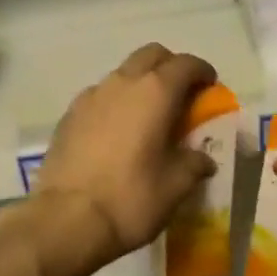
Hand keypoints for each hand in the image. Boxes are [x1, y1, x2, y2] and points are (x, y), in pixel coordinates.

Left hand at [31, 44, 217, 275]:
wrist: (65, 220)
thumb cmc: (131, 199)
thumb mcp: (176, 186)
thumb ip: (194, 164)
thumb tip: (202, 159)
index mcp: (156, 92)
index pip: (186, 64)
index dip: (202, 72)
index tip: (210, 87)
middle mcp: (123, 83)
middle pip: (151, 55)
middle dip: (170, 67)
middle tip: (181, 94)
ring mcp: (91, 96)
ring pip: (123, 73)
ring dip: (141, 83)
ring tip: (148, 115)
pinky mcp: (69, 115)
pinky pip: (100, 95)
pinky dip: (116, 102)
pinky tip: (118, 131)